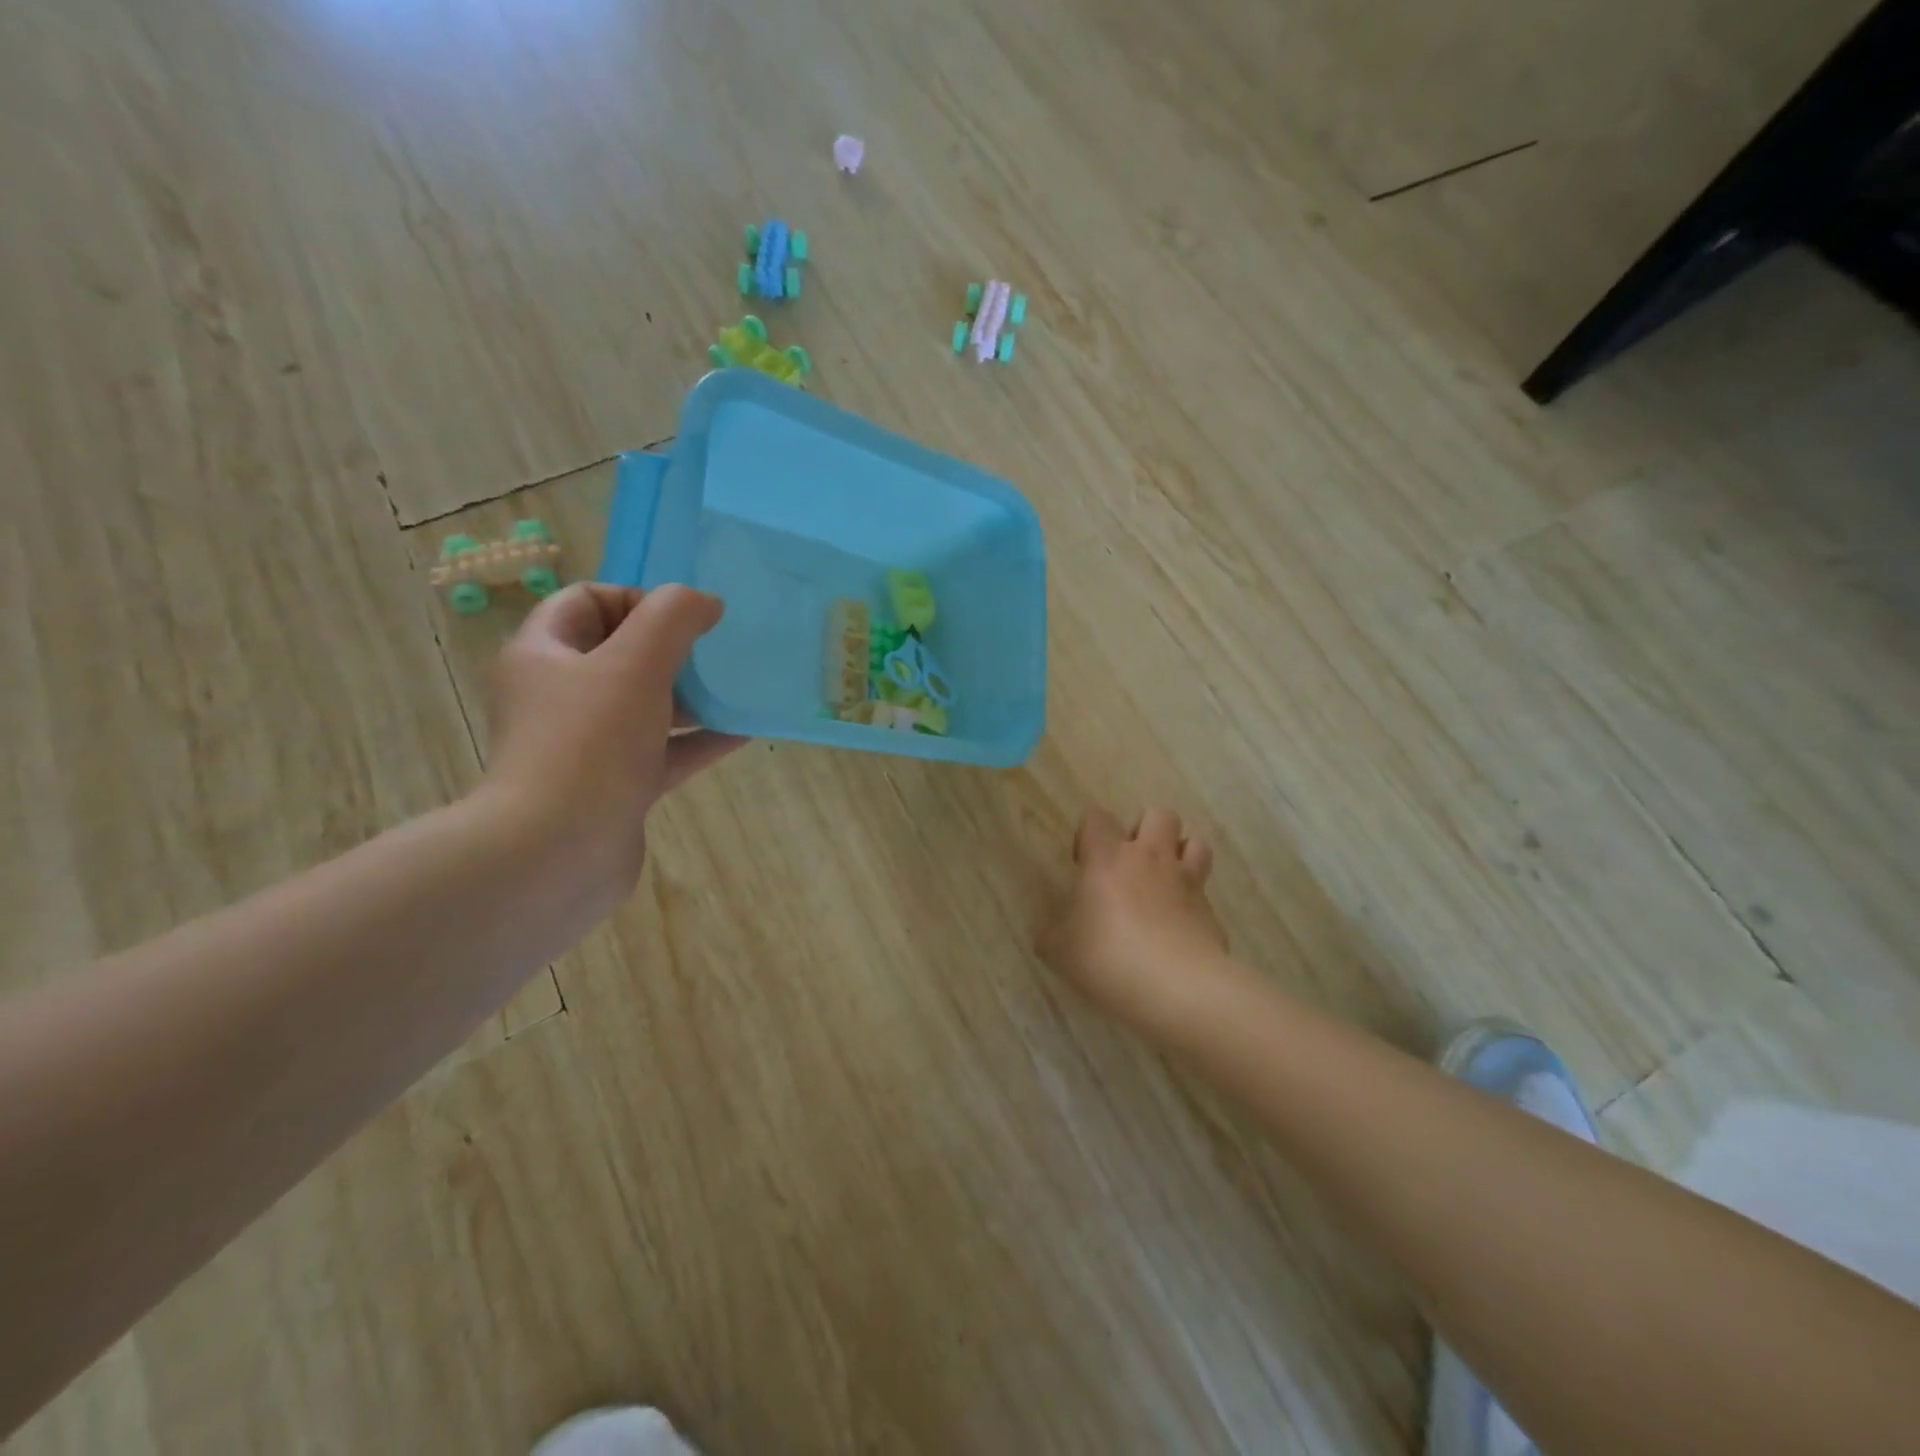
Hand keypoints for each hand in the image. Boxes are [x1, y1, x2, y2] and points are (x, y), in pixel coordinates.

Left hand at [478, 583, 743, 913]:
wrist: (558, 853)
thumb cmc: (590, 743)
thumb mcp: (635, 663)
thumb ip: (673, 618)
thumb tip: (705, 603)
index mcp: (544, 654)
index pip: (587, 600)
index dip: (638, 598)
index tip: (685, 620)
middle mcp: (559, 695)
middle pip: (619, 651)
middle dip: (672, 647)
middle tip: (717, 651)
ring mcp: (587, 745)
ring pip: (645, 704)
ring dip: (690, 694)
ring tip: (738, 688)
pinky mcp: (615, 786)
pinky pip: (663, 751)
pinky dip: (699, 740)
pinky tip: (743, 732)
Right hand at [1040, 806, 1251, 1037]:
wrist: (1177, 987)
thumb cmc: (1109, 958)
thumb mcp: (1061, 951)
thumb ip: (1052, 934)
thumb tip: (1049, 930)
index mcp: (1107, 858)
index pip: (1097, 816)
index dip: (1090, 833)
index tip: (1085, 863)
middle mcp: (1149, 858)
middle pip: (1159, 814)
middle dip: (1147, 829)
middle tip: (1132, 863)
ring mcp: (1186, 880)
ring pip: (1195, 842)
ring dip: (1181, 853)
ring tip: (1166, 880)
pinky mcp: (1210, 910)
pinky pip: (1205, 889)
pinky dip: (1194, 899)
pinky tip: (1182, 924)